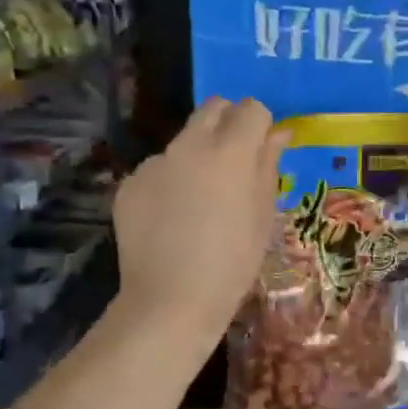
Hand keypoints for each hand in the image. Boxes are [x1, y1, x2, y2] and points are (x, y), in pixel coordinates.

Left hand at [112, 98, 285, 351]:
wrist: (172, 300)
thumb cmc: (233, 262)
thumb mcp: (264, 215)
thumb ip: (268, 165)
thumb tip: (278, 134)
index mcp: (231, 151)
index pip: (251, 109)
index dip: (260, 125)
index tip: (262, 151)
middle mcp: (190, 145)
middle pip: (212, 108)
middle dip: (228, 123)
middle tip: (234, 161)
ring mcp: (154, 163)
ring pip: (182, 141)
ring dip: (196, 156)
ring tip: (199, 201)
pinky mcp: (129, 184)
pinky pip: (157, 170)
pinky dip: (169, 183)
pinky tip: (171, 220)